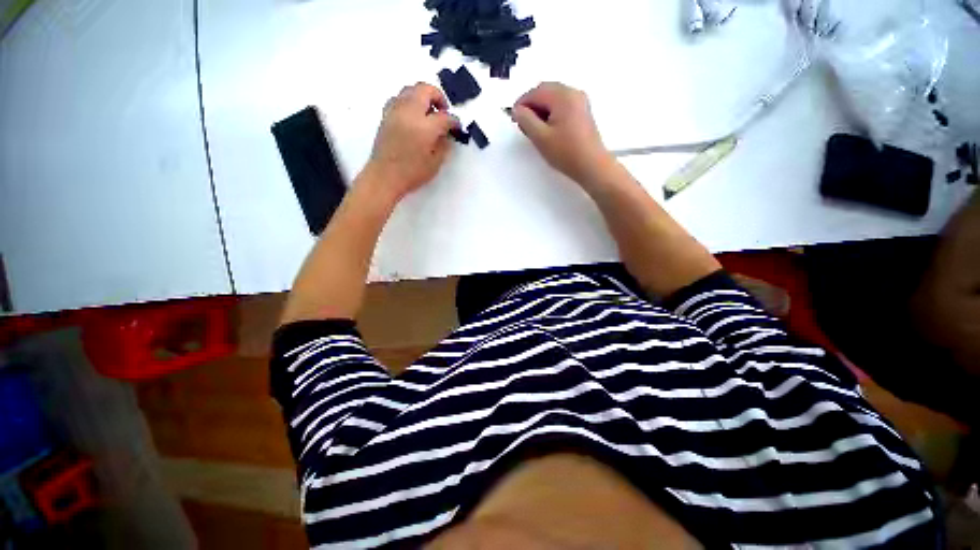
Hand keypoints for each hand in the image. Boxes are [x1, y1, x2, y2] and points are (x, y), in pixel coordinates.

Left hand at [365, 83, 458, 199]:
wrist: (385, 177)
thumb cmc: (412, 174)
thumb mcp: (435, 163)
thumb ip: (444, 146)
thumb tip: (446, 135)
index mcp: (425, 127)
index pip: (445, 117)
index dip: (454, 122)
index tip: (457, 127)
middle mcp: (410, 113)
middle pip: (426, 90)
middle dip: (438, 97)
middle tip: (443, 112)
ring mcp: (396, 111)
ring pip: (410, 90)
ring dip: (423, 96)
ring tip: (428, 112)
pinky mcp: (386, 115)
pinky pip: (399, 98)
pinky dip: (409, 101)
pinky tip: (412, 115)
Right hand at [512, 83, 614, 185]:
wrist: (592, 166)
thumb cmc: (566, 153)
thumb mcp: (540, 137)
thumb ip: (526, 120)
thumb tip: (517, 110)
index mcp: (563, 96)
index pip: (535, 92)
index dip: (522, 104)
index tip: (514, 120)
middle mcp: (573, 93)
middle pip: (545, 91)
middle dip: (532, 106)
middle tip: (523, 125)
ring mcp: (580, 102)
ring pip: (553, 99)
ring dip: (541, 110)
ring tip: (535, 130)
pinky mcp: (582, 112)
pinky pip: (562, 105)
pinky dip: (551, 113)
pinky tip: (548, 130)